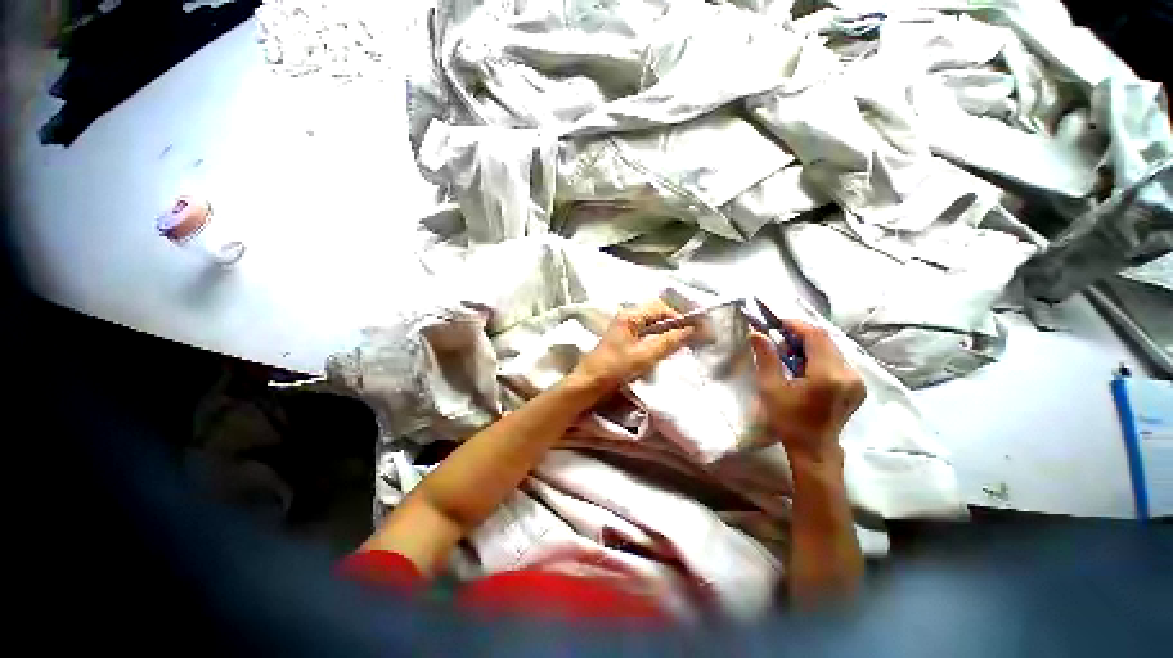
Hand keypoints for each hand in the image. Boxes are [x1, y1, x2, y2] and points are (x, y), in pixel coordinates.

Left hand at [569, 300, 694, 397]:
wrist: (589, 384)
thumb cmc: (615, 368)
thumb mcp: (645, 355)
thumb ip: (669, 341)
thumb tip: (691, 329)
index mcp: (630, 316)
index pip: (661, 308)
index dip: (680, 316)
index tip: (697, 327)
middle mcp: (627, 317)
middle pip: (657, 313)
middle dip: (675, 322)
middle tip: (692, 334)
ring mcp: (624, 327)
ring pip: (652, 323)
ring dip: (668, 330)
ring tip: (683, 340)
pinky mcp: (624, 339)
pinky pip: (646, 332)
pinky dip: (658, 337)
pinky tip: (667, 347)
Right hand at [750, 317, 865, 462]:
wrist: (814, 448)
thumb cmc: (788, 420)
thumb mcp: (771, 388)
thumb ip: (766, 357)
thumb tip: (756, 333)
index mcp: (828, 376)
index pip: (816, 336)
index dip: (796, 325)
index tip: (776, 322)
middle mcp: (849, 374)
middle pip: (826, 340)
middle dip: (800, 334)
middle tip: (778, 340)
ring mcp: (857, 380)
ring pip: (832, 348)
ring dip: (809, 345)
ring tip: (788, 354)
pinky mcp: (858, 385)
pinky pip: (837, 359)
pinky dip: (818, 356)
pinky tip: (804, 366)